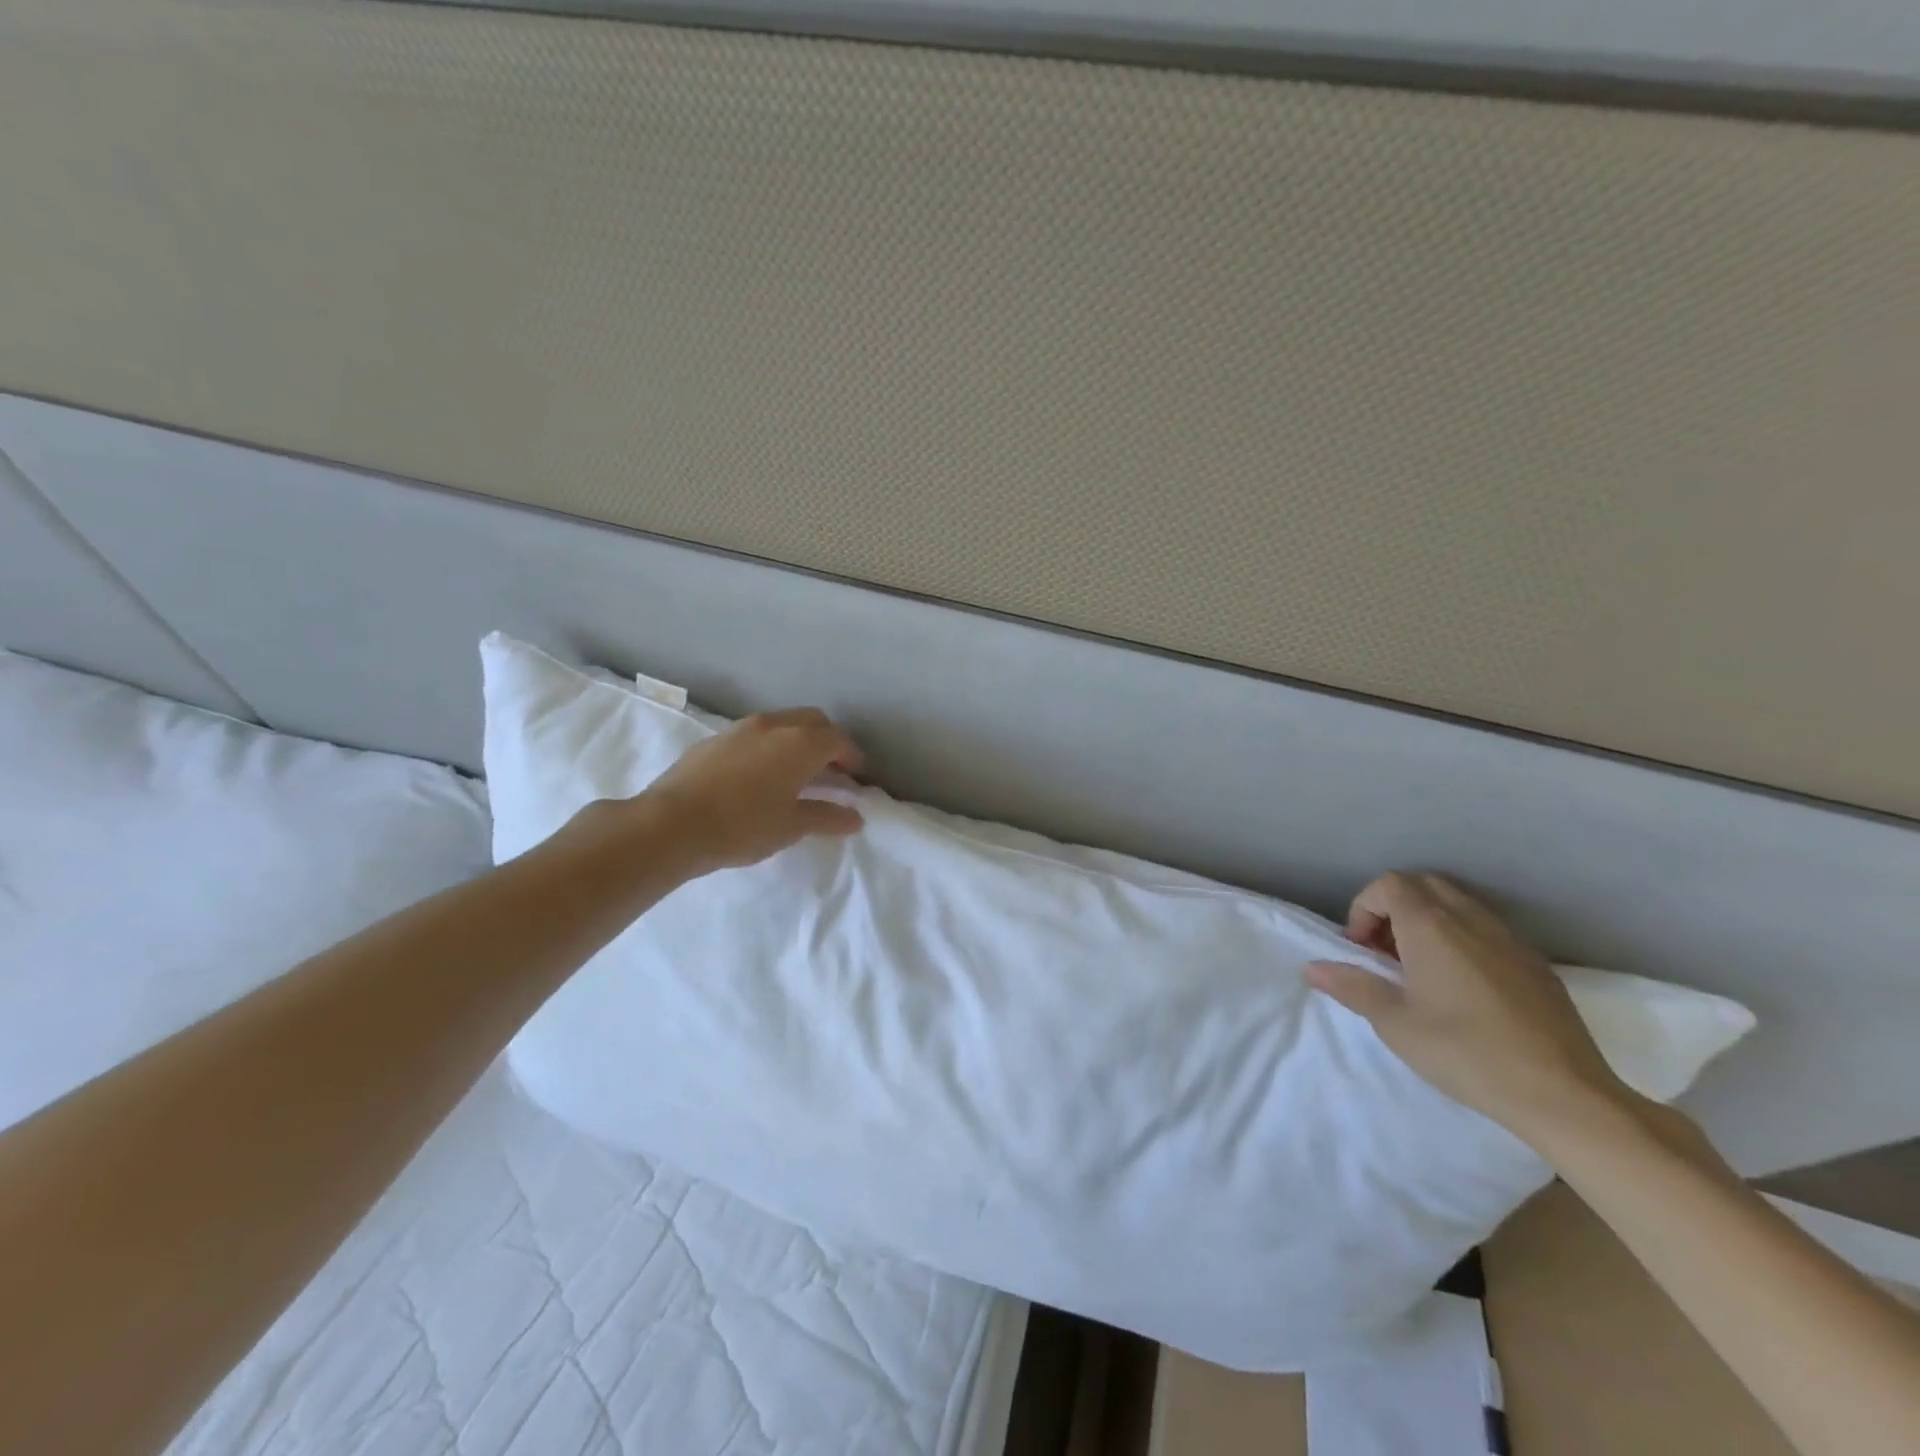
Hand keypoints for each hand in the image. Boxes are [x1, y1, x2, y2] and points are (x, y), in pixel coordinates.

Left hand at [635, 708, 865, 874]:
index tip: (856, 778)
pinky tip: (759, 774)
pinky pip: (755, 734)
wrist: (671, 825)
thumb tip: (854, 817)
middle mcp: (775, 725)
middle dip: (828, 741)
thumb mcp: (791, 826)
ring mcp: (741, 728)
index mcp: (800, 743)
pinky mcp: (715, 738)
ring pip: (783, 723)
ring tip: (796, 772)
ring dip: (798, 740)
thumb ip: (827, 817)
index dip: (852, 757)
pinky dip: (770, 746)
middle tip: (831, 771)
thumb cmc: (742, 826)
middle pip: (813, 721)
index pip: (838, 740)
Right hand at [1306, 872, 1633, 1144]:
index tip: (1360, 948)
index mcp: (1431, 926)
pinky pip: (1487, 929)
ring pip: (1458, 903)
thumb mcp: (1396, 1024)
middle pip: (1423, 884)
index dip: (1364, 907)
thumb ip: (1352, 987)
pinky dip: (1461, 938)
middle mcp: (1470, 919)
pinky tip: (1462, 987)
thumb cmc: (1466, 1053)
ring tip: (1420, 969)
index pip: (1389, 885)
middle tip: (1384, 951)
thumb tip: (1314, 968)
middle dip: (1393, 907)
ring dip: (1428, 920)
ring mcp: (1509, 939)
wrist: (1565, 1094)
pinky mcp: (1535, 963)